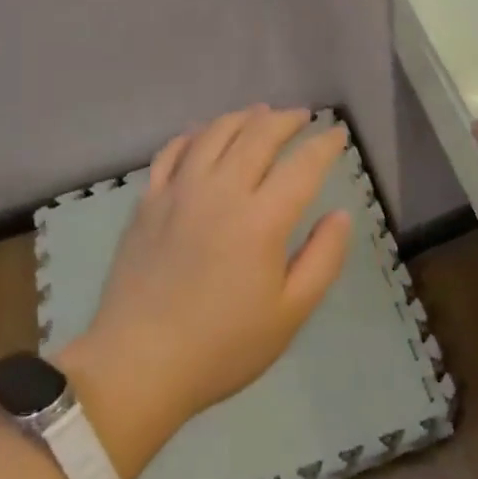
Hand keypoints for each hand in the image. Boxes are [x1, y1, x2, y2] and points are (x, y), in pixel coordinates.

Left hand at [67, 106, 350, 448]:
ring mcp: (179, 191)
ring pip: (215, 133)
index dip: (325, 145)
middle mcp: (221, 191)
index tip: (337, 134)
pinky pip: (173, 151)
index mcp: (261, 220)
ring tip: (260, 113)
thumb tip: (340, 214)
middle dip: (286, 120)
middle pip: (259, 135)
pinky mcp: (148, 201)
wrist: (138, 365)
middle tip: (303, 116)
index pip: (303, 165)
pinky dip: (194, 134)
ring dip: (243, 117)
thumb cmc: (222, 347)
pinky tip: (204, 134)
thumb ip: (323, 259)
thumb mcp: (290, 314)